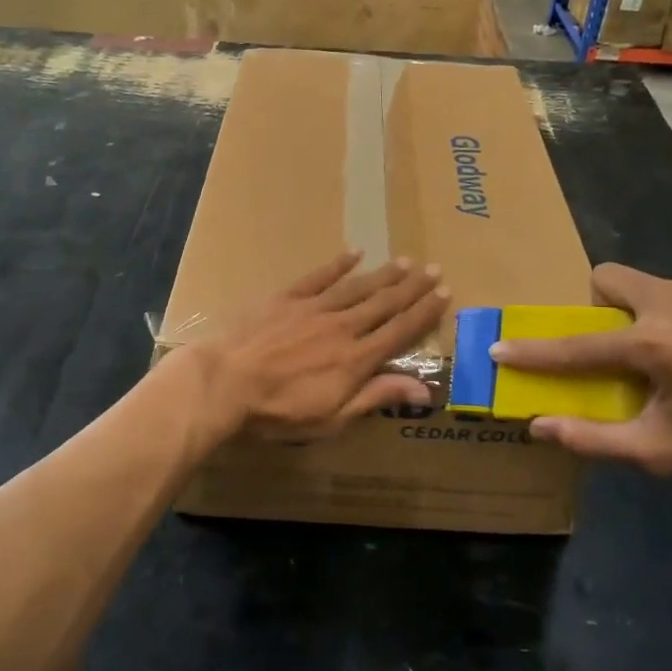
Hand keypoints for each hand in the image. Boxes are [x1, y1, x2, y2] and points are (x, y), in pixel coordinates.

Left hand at [185, 252, 449, 446]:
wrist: (226, 382)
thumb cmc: (278, 411)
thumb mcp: (332, 417)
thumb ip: (376, 397)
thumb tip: (425, 390)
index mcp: (356, 359)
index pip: (400, 331)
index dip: (425, 312)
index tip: (445, 293)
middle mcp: (343, 327)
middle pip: (385, 303)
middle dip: (412, 287)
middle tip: (434, 269)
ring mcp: (314, 308)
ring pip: (358, 287)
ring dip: (384, 274)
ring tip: (405, 261)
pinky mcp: (287, 297)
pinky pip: (319, 276)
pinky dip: (338, 264)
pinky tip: (354, 253)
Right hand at [489, 263, 671, 479]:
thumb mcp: (665, 450)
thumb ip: (596, 439)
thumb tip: (540, 426)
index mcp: (655, 344)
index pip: (577, 346)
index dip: (533, 351)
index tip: (500, 348)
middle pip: (608, 277)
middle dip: (596, 304)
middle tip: (616, 344)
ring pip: (650, 286)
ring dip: (644, 314)